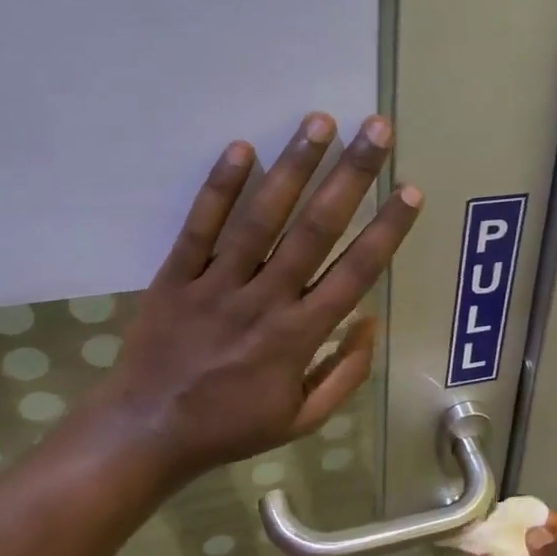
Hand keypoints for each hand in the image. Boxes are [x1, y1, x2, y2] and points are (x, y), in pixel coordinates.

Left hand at [67, 112, 421, 490]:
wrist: (146, 433)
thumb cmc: (231, 427)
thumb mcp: (302, 420)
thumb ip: (345, 374)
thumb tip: (370, 322)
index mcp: (299, 336)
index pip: (354, 272)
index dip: (387, 229)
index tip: (410, 190)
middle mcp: (264, 301)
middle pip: (315, 230)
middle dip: (350, 176)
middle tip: (376, 129)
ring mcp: (217, 285)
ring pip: (261, 219)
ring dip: (293, 167)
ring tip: (319, 122)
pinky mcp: (175, 277)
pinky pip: (200, 227)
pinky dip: (220, 188)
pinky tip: (241, 148)